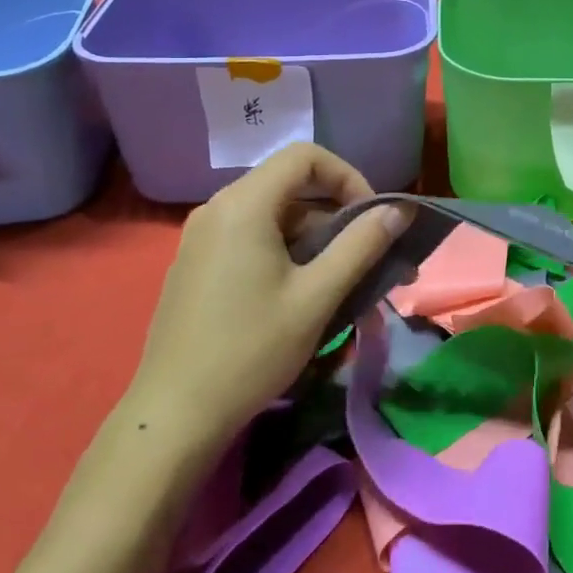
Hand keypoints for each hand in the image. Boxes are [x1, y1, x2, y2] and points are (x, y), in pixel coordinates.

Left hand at [123, 144, 410, 456]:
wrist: (174, 416)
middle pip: (289, 185)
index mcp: (243, 204)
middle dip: (335, 213)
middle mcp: (217, 208)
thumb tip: (399, 209)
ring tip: (340, 282)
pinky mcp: (195, 263)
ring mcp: (201, 236)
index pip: (305, 156)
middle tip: (365, 255)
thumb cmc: (251, 350)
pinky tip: (299, 294)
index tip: (371, 218)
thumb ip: (361, 245)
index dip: (347, 177)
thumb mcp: (316, 297)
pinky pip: (250, 236)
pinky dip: (284, 250)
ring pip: (271, 214)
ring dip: (313, 236)